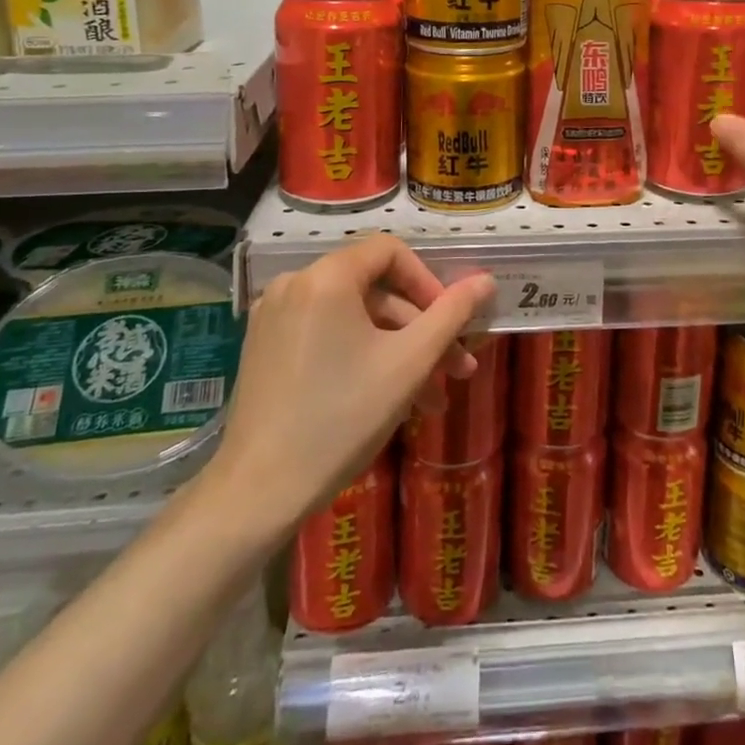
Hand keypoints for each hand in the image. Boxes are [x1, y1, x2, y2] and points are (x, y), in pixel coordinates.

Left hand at [208, 235, 494, 522]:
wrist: (258, 493)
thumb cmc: (342, 418)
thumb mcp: (409, 363)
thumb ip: (452, 314)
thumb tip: (486, 280)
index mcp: (326, 277)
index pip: (390, 252)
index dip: (428, 283)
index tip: (450, 325)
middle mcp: (295, 284)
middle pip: (374, 290)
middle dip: (420, 329)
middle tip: (455, 370)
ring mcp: (274, 317)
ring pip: (353, 318)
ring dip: (396, 350)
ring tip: (430, 399)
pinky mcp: (265, 347)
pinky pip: (326, 334)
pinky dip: (361, 355)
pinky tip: (387, 397)